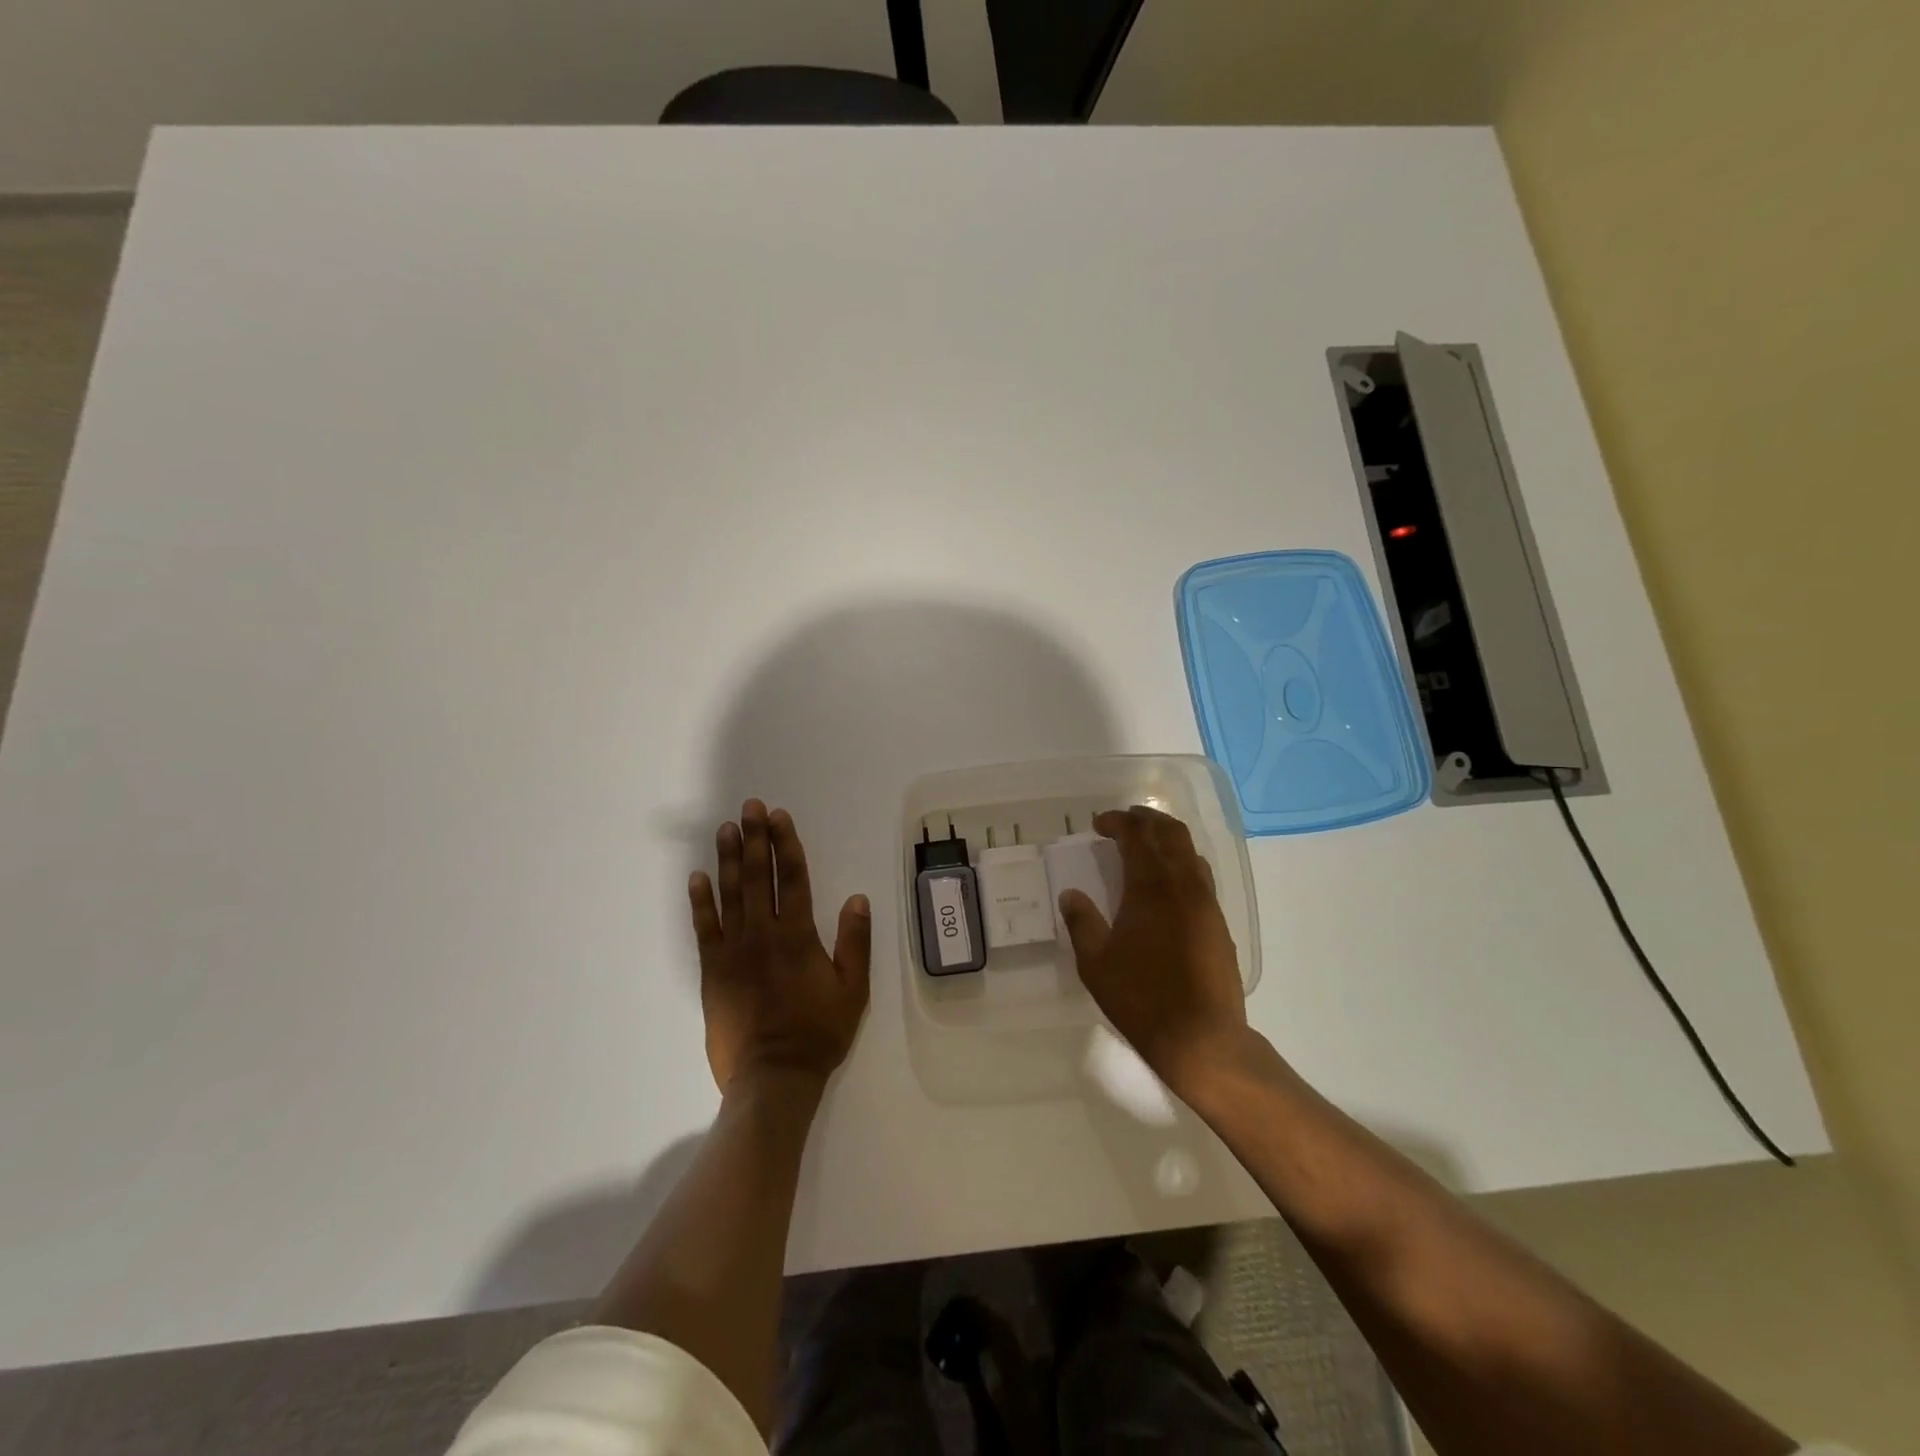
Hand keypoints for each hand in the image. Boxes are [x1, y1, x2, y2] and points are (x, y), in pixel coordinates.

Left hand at [689, 800, 871, 1092]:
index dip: (785, 844)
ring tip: (725, 829)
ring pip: (729, 895)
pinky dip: (700, 901)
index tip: (778, 816)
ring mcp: (733, 951)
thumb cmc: (818, 1032)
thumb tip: (857, 898)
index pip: (791, 878)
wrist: (772, 1077)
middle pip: (757, 876)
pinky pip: (704, 928)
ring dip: (727, 859)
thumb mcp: (852, 990)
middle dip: (754, 839)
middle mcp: (762, 934)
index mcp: (797, 935)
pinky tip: (697, 878)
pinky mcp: (712, 970)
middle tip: (749, 808)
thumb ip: (855, 942)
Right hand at [1057, 805, 1249, 1095]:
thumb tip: (1071, 894)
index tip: (1098, 824)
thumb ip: (1082, 922)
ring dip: (1167, 838)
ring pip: (1191, 851)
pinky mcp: (1219, 923)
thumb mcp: (1096, 963)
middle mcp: (1183, 885)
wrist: (1202, 1038)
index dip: (1117, 823)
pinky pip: (1201, 876)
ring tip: (1146, 845)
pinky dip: (1182, 863)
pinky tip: (1168, 883)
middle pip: (1171, 833)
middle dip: (1146, 820)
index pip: (1136, 837)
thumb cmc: (1141, 998)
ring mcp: (1206, 903)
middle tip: (1124, 821)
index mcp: (1151, 887)